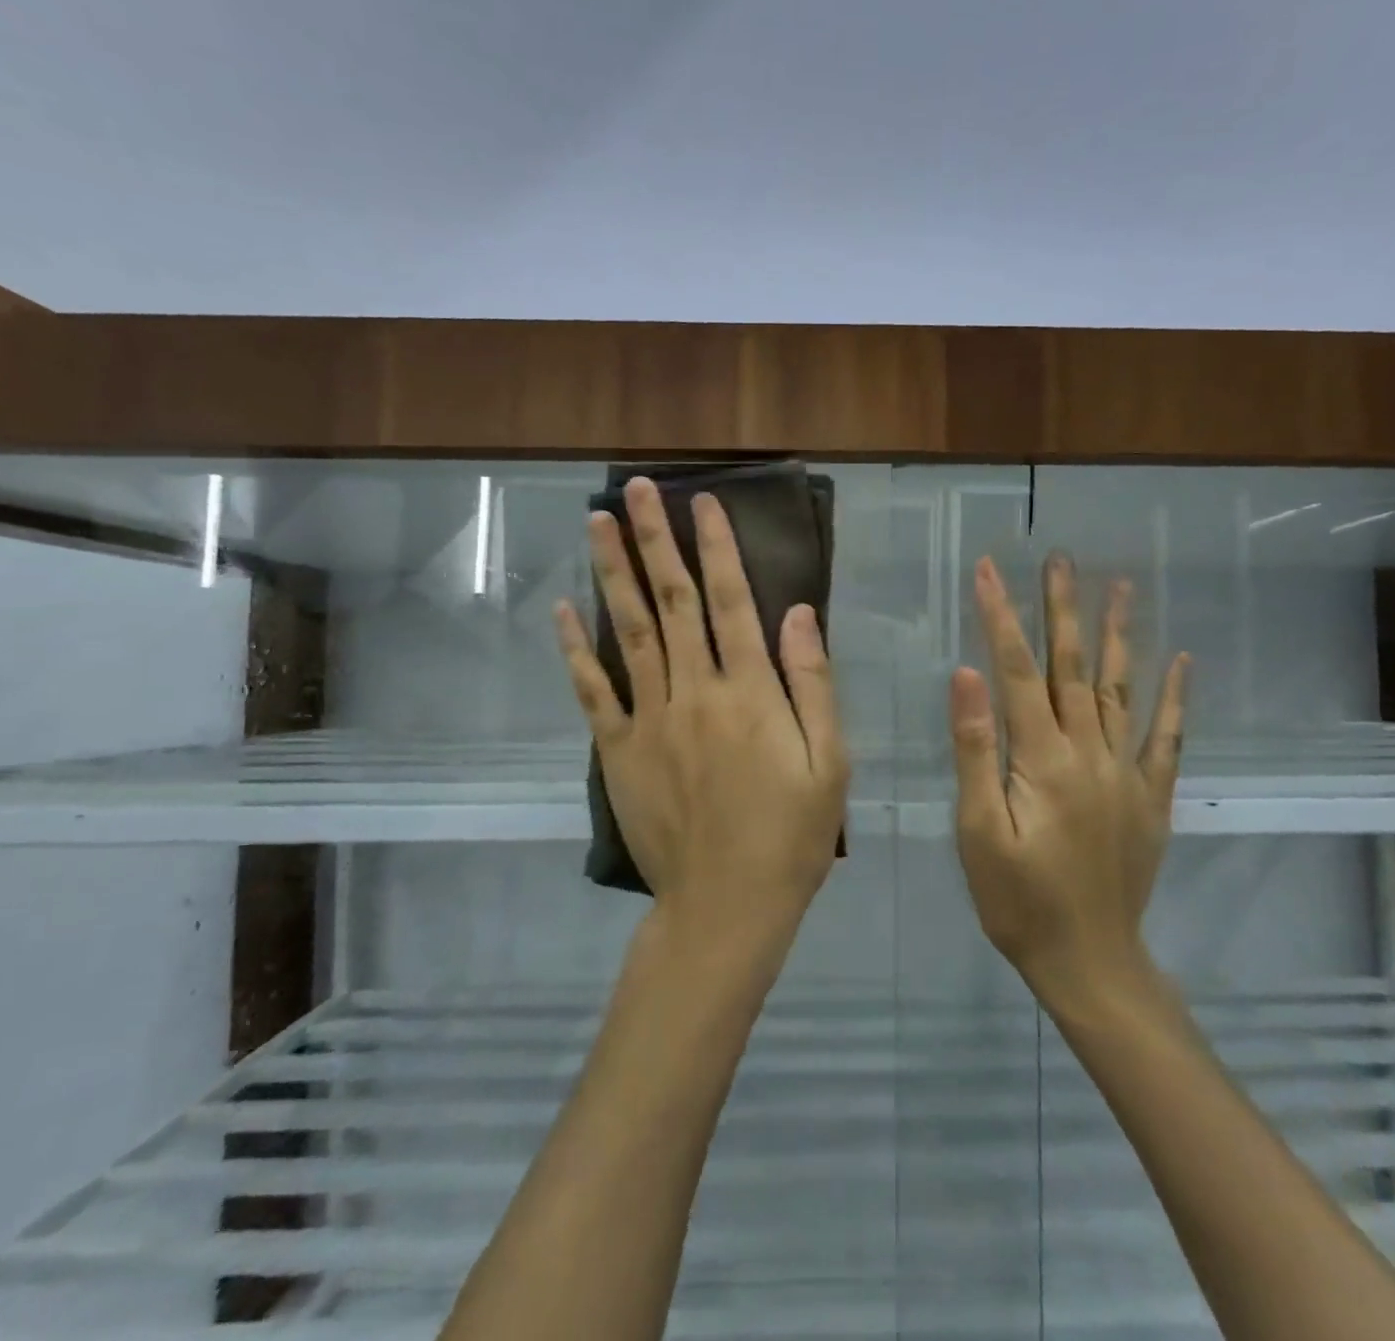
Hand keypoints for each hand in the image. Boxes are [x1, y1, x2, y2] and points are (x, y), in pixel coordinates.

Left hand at [553, 478, 849, 946]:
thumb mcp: (830, 761)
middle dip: (655, 540)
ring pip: (629, 631)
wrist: (726, 905)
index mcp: (750, 692)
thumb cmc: (791, 835)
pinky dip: (577, 649)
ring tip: (596, 524)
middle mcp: (695, 691)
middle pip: (671, 601)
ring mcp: (651, 719)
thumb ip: (811, 683)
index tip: (703, 502)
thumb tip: (796, 613)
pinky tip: (564, 611)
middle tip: (636, 489)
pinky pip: (594, 691)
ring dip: (613, 573)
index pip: (731, 601)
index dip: (717, 548)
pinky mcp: (620, 751)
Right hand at [949, 552, 1188, 1009]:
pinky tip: (1180, 660)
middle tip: (1061, 558)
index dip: (1001, 617)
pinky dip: (1173, 697)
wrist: (1089, 960)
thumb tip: (967, 676)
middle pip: (1073, 667)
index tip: (988, 569)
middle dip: (1062, 609)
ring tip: (1119, 586)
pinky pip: (1166, 737)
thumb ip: (975, 751)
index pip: (1016, 672)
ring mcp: (1127, 773)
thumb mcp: (977, 832)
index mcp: (1042, 760)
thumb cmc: (1018, 900)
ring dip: (1118, 635)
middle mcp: (1090, 753)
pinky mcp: (1151, 797)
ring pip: (1121, 689)